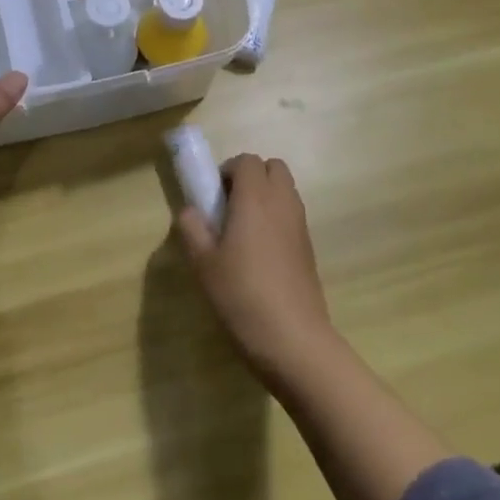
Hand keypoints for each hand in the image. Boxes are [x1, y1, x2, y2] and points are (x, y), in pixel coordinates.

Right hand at [176, 154, 336, 381]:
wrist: (293, 339)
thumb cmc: (241, 295)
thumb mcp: (203, 263)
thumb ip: (192, 229)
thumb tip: (190, 211)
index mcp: (255, 199)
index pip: (247, 160)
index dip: (227, 170)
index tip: (212, 196)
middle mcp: (282, 203)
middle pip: (273, 168)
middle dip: (250, 177)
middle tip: (228, 207)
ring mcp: (300, 226)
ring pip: (285, 191)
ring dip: (264, 197)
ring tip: (242, 231)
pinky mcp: (309, 248)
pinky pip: (292, 215)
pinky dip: (276, 218)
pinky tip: (259, 254)